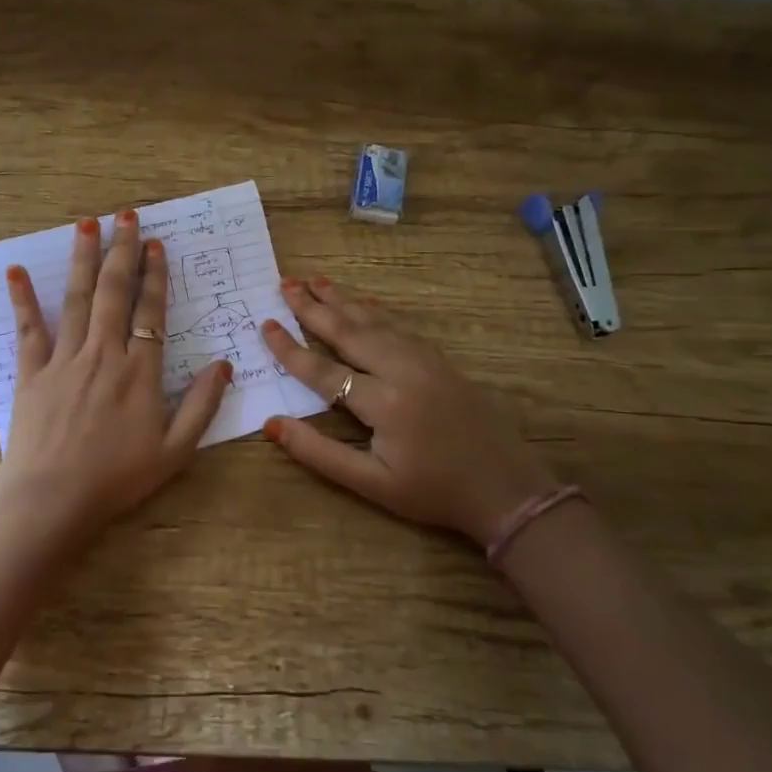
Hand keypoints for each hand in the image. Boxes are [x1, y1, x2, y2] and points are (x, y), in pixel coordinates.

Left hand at [0, 210, 230, 545]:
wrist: (52, 499)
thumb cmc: (117, 479)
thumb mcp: (175, 451)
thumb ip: (202, 406)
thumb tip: (224, 365)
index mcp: (140, 371)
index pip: (150, 312)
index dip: (154, 276)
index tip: (154, 244)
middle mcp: (103, 354)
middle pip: (113, 292)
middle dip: (121, 251)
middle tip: (125, 215)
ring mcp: (64, 360)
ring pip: (76, 299)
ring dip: (83, 259)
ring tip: (86, 224)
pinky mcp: (32, 373)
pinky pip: (28, 329)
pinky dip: (23, 299)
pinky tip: (16, 271)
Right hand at [260, 277, 559, 544]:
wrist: (506, 489)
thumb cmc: (432, 491)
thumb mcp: (371, 484)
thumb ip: (319, 453)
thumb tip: (271, 424)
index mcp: (383, 403)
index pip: (323, 370)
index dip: (290, 349)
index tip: (264, 326)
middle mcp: (402, 371)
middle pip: (348, 331)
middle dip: (312, 306)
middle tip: (284, 283)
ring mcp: (425, 360)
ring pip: (375, 321)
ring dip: (342, 300)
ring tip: (314, 280)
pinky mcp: (440, 360)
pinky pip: (399, 325)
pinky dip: (373, 310)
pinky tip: (361, 302)